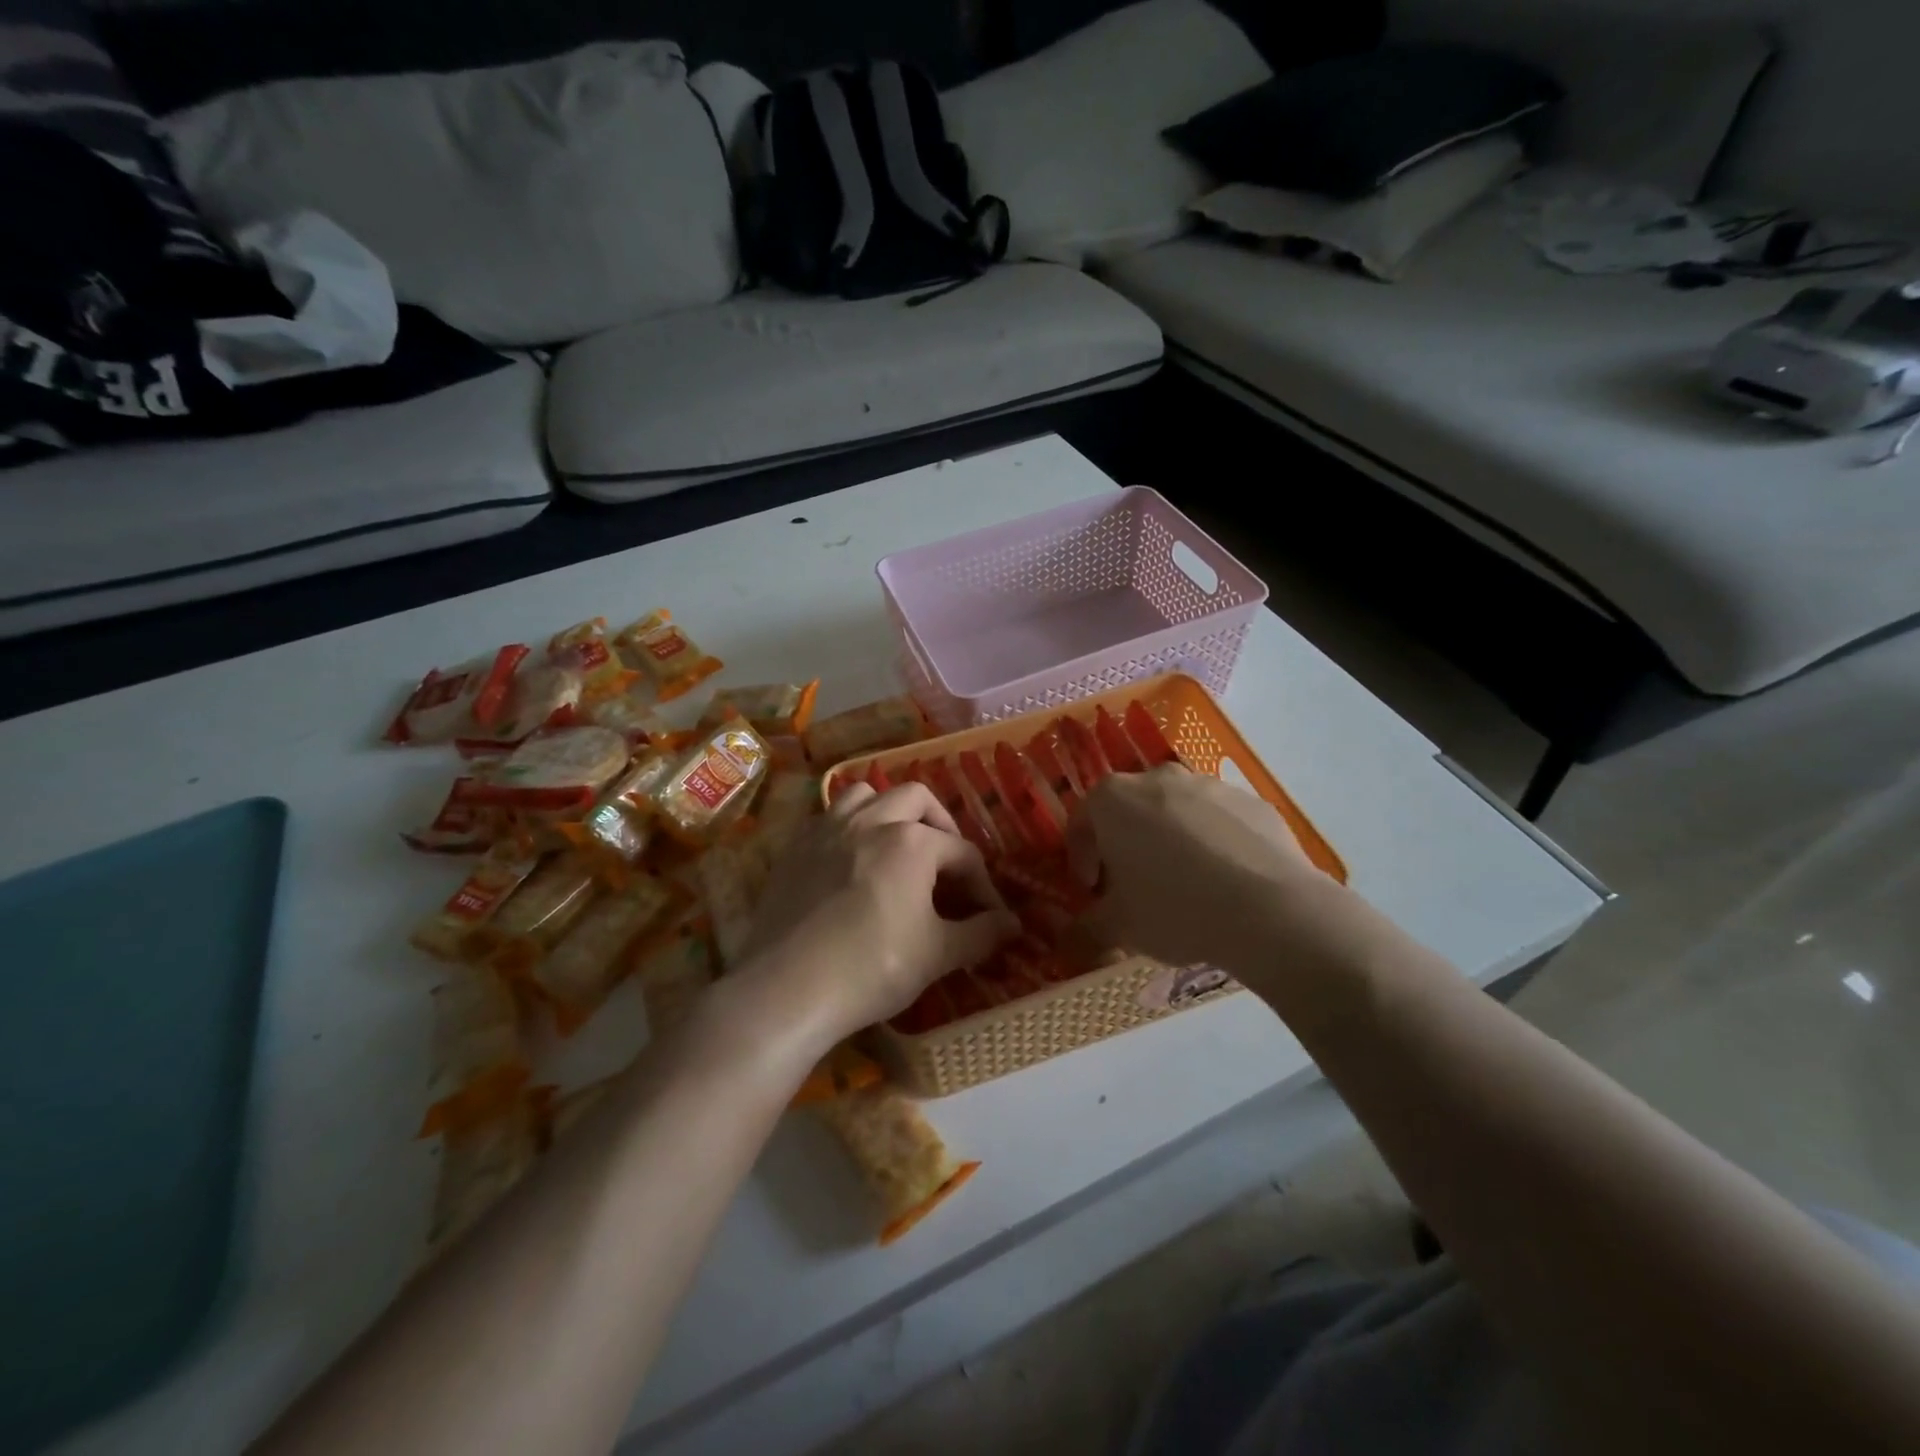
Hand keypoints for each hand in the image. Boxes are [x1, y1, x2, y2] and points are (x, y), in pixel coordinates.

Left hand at [736, 783, 1018, 1047]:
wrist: (786, 989)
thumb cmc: (871, 969)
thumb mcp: (937, 955)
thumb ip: (980, 934)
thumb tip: (1012, 925)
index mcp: (912, 841)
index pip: (963, 853)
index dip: (983, 885)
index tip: (989, 916)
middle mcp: (870, 821)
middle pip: (917, 799)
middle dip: (940, 825)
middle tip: (947, 862)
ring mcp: (827, 830)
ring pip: (866, 795)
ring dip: (889, 811)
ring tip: (897, 844)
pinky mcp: (795, 848)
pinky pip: (828, 817)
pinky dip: (849, 826)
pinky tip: (852, 861)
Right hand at [1068, 765, 1321, 969]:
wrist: (1269, 908)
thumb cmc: (1174, 908)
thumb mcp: (1119, 927)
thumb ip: (1086, 929)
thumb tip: (1068, 941)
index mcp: (1114, 799)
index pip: (1081, 823)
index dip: (1082, 859)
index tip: (1092, 891)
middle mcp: (1158, 778)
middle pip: (1130, 811)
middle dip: (1126, 845)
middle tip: (1134, 887)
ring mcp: (1209, 785)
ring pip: (1176, 812)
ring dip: (1170, 841)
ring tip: (1184, 886)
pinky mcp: (1251, 801)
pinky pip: (1219, 821)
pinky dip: (1213, 843)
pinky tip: (1224, 882)